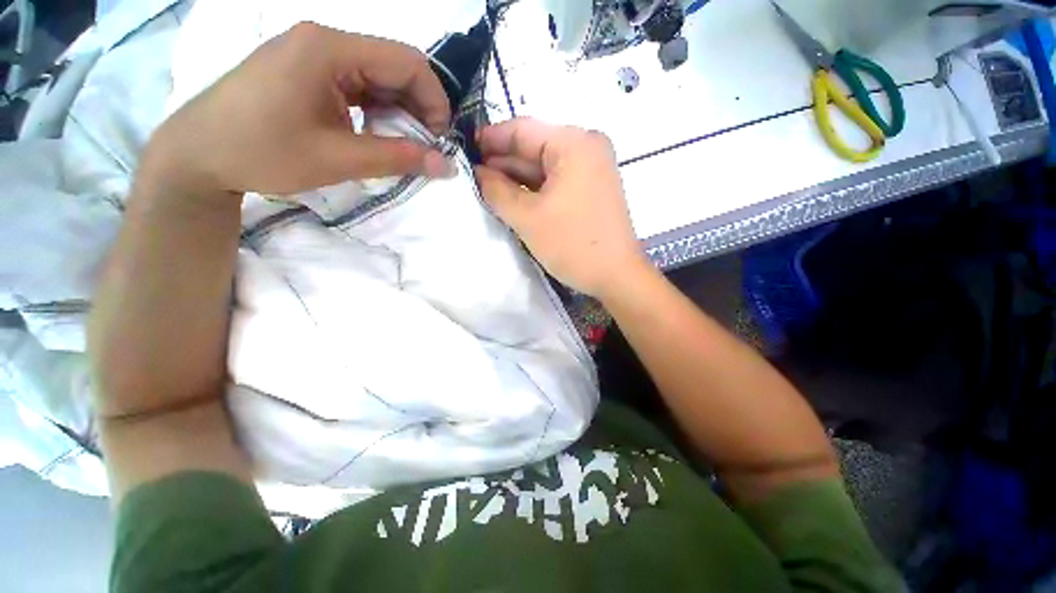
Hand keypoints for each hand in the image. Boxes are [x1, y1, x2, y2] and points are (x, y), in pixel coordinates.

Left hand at [142, 23, 451, 198]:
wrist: (197, 155)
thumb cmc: (262, 152)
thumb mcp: (338, 159)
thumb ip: (399, 158)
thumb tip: (447, 166)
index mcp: (329, 48)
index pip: (408, 61)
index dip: (434, 101)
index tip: (439, 140)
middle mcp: (325, 42)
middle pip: (394, 67)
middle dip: (418, 110)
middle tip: (424, 149)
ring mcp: (314, 56)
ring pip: (378, 79)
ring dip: (398, 114)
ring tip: (401, 147)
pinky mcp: (307, 73)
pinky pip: (357, 87)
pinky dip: (377, 113)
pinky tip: (375, 136)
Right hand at [476, 118, 649, 298]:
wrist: (616, 276)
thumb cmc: (572, 244)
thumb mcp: (527, 217)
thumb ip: (496, 190)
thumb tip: (478, 173)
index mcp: (574, 143)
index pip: (522, 130)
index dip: (490, 139)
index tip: (465, 151)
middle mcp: (586, 148)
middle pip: (534, 148)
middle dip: (502, 163)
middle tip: (472, 176)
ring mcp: (592, 169)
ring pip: (544, 168)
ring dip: (517, 179)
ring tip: (487, 190)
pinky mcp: (592, 189)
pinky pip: (556, 182)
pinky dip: (534, 190)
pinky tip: (513, 199)